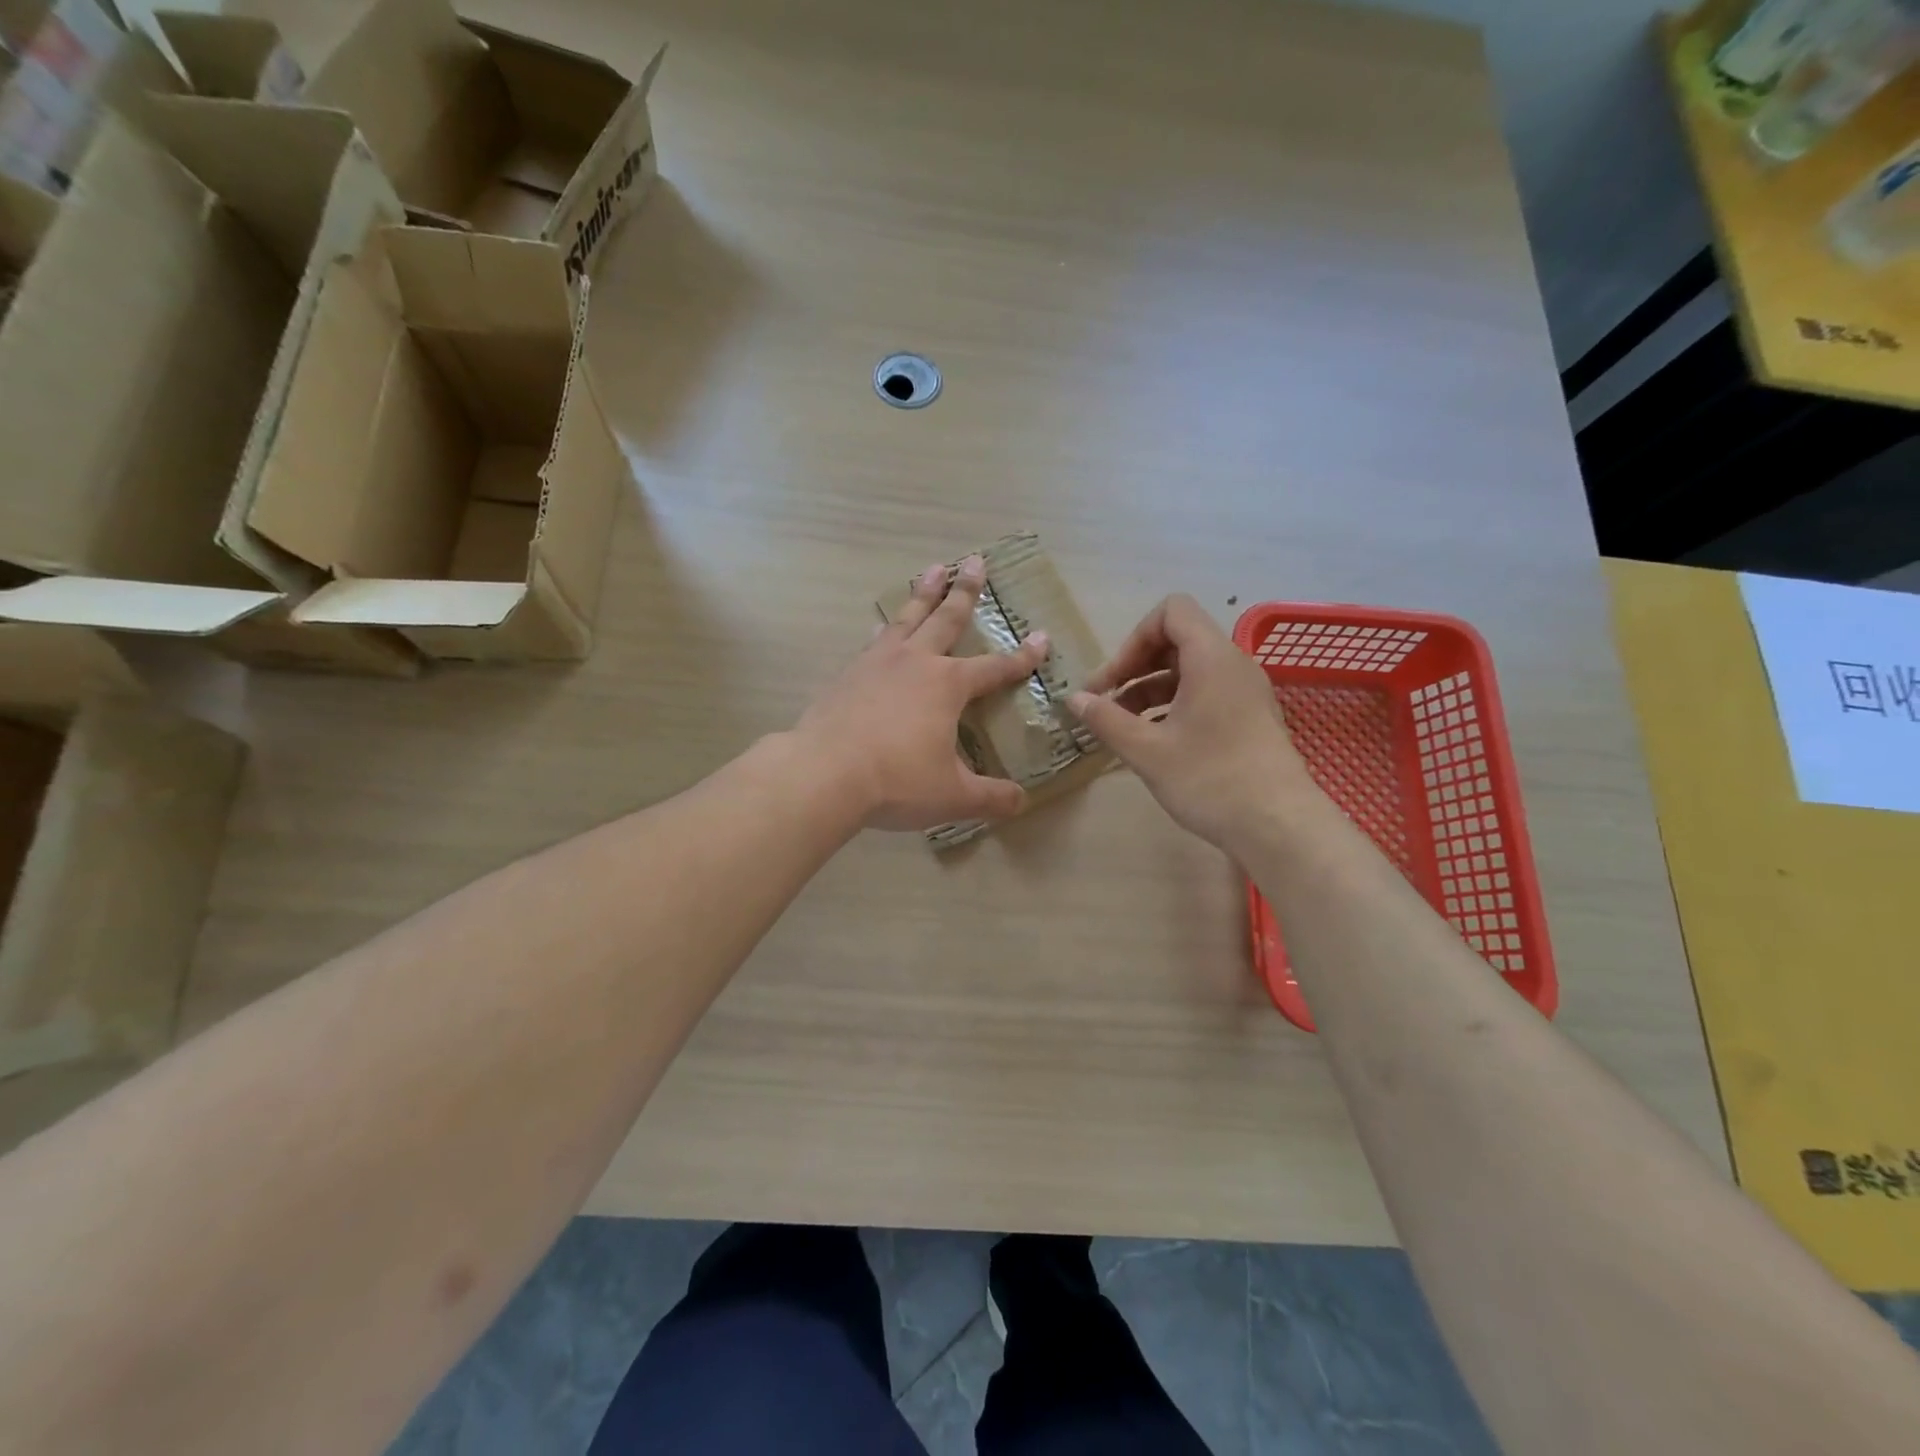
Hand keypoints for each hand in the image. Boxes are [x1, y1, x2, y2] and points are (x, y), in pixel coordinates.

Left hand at [792, 556, 1050, 831]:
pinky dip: (883, 628)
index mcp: (948, 686)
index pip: (995, 668)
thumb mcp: (953, 796)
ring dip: (923, 593)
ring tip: (933, 569)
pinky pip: (873, 641)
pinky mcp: (848, 674)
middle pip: (946, 619)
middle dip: (965, 591)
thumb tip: (1021, 803)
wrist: (824, 772)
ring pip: (907, 618)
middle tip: (976, 561)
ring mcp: (877, 663)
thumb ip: (991, 797)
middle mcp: (916, 663)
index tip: (1042, 639)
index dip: (1021, 657)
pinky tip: (880, 626)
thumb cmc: (897, 780)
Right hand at [1070, 594, 1316, 849]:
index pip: (1171, 612)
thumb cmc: (1210, 780)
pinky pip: (1207, 693)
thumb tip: (1074, 699)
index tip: (1114, 680)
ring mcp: (1246, 692)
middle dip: (1136, 666)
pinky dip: (1175, 705)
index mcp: (1211, 659)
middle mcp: (1233, 665)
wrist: (1280, 826)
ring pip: (1190, 671)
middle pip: (1178, 641)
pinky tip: (1155, 741)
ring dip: (1151, 689)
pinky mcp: (1251, 718)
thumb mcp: (1147, 751)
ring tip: (1123, 726)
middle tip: (1106, 703)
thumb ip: (1106, 720)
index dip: (1134, 638)